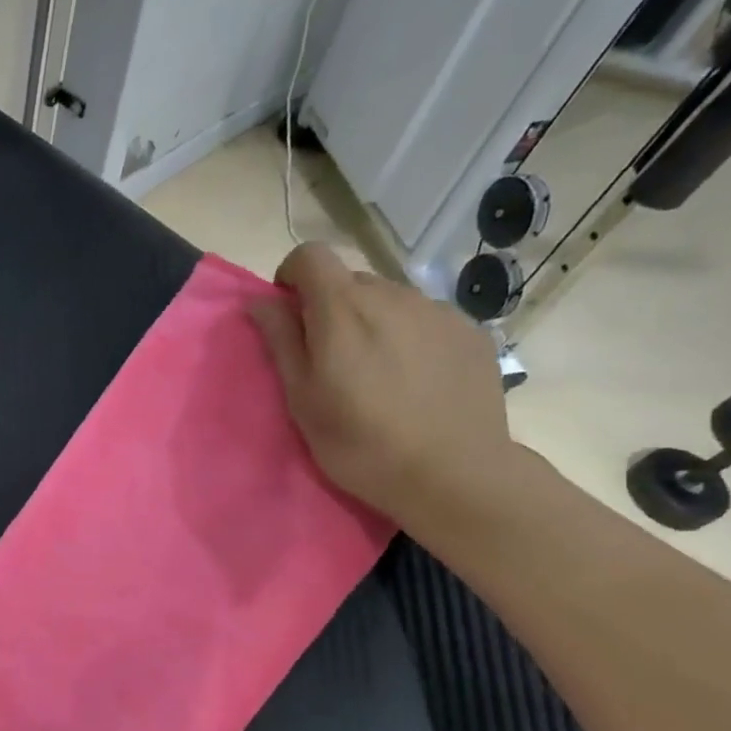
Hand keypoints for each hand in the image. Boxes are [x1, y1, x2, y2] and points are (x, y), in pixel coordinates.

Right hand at [247, 243, 515, 543]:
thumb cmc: (361, 444)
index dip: (292, 277)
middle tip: (332, 360)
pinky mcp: (470, 331)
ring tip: (378, 375)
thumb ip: (281, 342)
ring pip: (390, 300)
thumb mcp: (303, 400)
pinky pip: (425, 319)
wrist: (453, 474)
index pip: (311, 255)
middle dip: (332, 308)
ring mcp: (438, 311)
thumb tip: (260, 302)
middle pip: (350, 280)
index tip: (290, 316)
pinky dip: (409, 337)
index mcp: (343, 310)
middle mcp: (393, 295)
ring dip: (372, 322)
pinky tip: (415, 382)